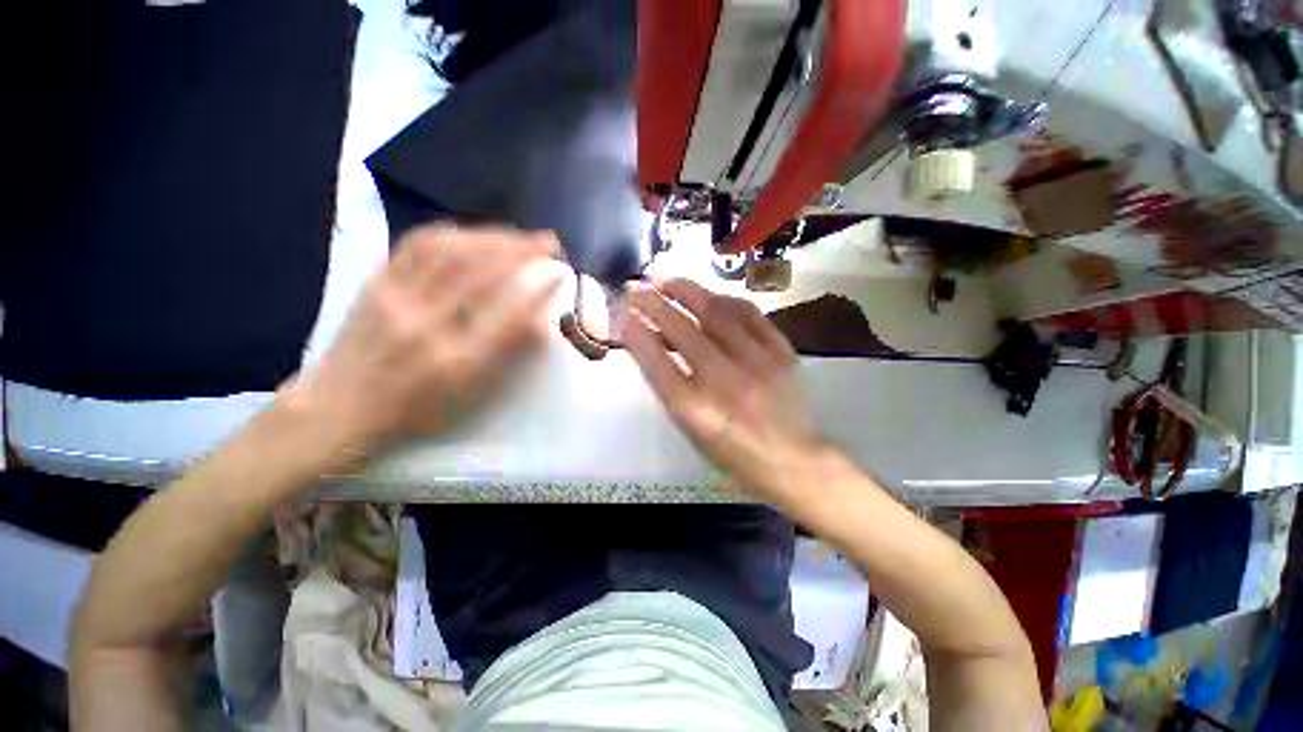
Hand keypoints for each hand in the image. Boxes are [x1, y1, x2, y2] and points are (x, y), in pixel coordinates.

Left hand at [283, 225, 564, 452]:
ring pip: (450, 252)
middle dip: (522, 251)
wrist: (339, 409)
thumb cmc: (417, 412)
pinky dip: (452, 234)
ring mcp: (396, 300)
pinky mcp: (375, 284)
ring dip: (491, 237)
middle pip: (481, 274)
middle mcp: (427, 326)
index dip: (539, 290)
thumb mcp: (471, 398)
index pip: (509, 316)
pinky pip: (415, 246)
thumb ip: (507, 358)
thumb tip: (540, 322)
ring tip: (518, 234)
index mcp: (457, 362)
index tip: (561, 274)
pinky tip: (473, 234)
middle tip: (549, 241)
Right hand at [622, 279, 826, 500]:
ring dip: (686, 291)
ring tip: (667, 282)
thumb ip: (668, 384)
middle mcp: (724, 382)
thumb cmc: (730, 450)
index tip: (621, 313)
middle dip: (653, 304)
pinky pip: (749, 313)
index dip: (634, 333)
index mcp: (695, 410)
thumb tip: (648, 339)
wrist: (791, 459)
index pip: (656, 361)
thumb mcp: (690, 426)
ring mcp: (757, 364)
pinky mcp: (782, 353)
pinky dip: (723, 299)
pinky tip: (709, 296)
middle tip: (636, 289)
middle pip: (681, 330)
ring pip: (716, 312)